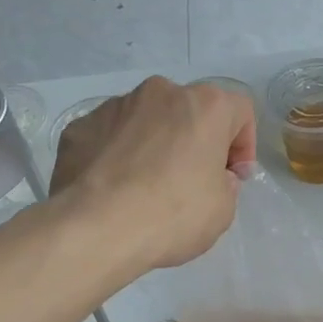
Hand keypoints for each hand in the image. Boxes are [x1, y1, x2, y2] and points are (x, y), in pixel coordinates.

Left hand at [50, 77, 255, 272]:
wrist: (95, 228)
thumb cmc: (171, 215)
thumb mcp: (222, 210)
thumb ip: (224, 184)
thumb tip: (211, 176)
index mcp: (204, 106)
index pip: (239, 110)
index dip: (243, 145)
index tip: (233, 178)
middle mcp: (160, 93)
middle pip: (188, 111)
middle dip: (194, 141)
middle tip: (190, 182)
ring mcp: (114, 106)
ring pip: (145, 121)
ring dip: (153, 145)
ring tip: (144, 188)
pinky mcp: (79, 126)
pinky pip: (109, 137)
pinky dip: (116, 156)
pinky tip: (112, 190)